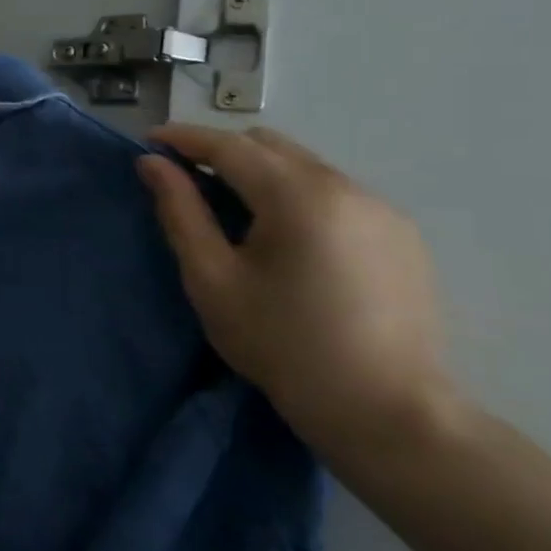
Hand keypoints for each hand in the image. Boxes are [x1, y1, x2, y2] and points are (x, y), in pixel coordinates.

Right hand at [137, 125, 464, 463]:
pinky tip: (286, 236)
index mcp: (297, 196)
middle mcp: (345, 186)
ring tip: (233, 209)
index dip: (184, 138)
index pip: (229, 145)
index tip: (149, 141)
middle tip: (185, 179)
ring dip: (260, 172)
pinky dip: (296, 193)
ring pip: (304, 165)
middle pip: (269, 145)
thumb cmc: (283, 346)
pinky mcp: (401, 233)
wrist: (388, 413)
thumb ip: (180, 212)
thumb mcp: (212, 279)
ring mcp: (381, 208)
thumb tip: (152, 164)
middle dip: (221, 151)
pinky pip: (334, 191)